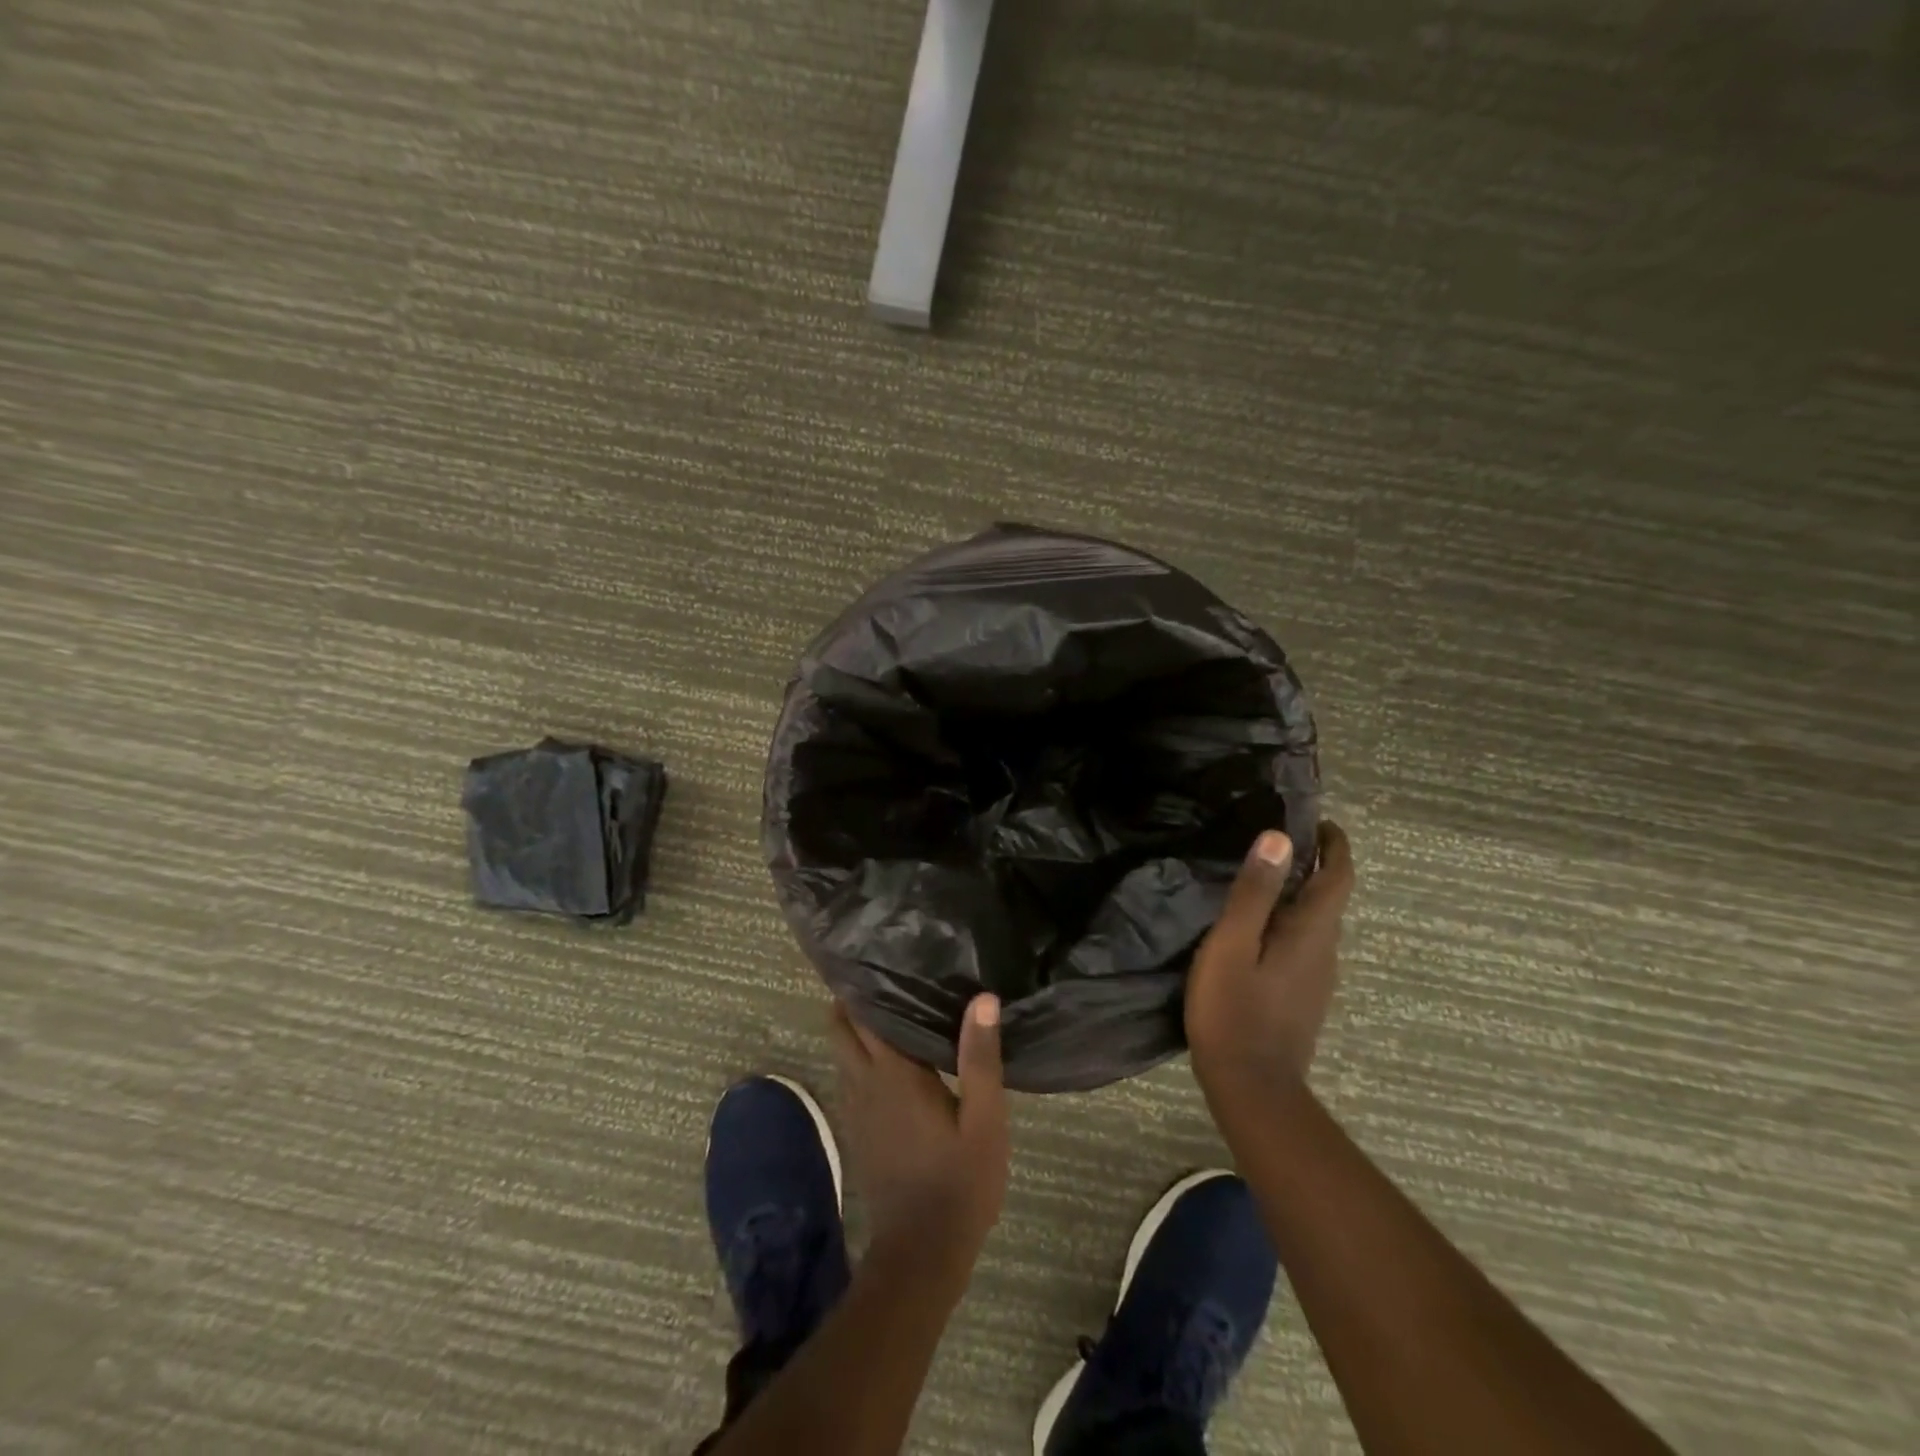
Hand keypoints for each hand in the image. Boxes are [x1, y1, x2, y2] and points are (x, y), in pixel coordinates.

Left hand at [828, 994, 1010, 1269]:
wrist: (922, 1252)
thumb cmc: (959, 1181)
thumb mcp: (984, 1120)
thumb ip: (980, 1058)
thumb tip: (982, 998)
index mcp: (894, 1074)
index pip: (865, 1015)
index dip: (866, 984)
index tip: (878, 956)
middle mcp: (864, 1083)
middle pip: (841, 1029)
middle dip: (850, 1000)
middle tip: (880, 974)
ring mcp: (856, 1109)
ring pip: (842, 1053)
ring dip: (853, 1027)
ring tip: (884, 1003)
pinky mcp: (857, 1130)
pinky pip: (849, 1077)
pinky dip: (858, 1056)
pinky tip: (886, 1055)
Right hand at [1186, 820, 1353, 1091]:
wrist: (1251, 1086)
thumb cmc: (1235, 1009)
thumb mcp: (1232, 943)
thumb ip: (1255, 892)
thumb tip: (1280, 839)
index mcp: (1312, 932)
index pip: (1339, 876)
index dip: (1334, 844)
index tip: (1316, 820)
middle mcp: (1326, 951)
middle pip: (1331, 897)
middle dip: (1314, 865)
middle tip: (1275, 842)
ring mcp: (1318, 977)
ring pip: (1316, 922)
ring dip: (1300, 895)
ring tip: (1261, 879)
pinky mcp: (1304, 996)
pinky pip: (1304, 944)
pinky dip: (1290, 921)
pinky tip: (1256, 929)